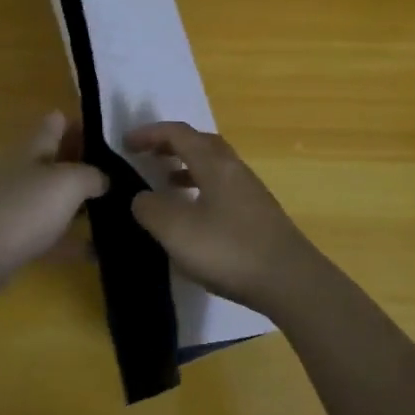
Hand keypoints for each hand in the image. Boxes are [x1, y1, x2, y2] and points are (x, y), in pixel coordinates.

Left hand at [0, 112, 106, 303]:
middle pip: (57, 160)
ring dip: (80, 203)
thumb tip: (104, 178)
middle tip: (124, 173)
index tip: (113, 134)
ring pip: (54, 198)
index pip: (57, 123)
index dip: (82, 123)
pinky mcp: (13, 240)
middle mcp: (23, 172)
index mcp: (34, 148)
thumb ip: (92, 175)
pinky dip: (70, 241)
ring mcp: (16, 206)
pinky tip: (96, 252)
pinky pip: (49, 235)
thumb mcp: (69, 182)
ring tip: (117, 209)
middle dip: (87, 164)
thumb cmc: (25, 208)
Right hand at [125, 121, 324, 314]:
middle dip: (171, 144)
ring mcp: (250, 192)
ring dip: (187, 167)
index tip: (125, 143)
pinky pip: (222, 188)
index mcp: (214, 163)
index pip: (179, 133)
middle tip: (147, 156)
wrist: (289, 281)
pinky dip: (201, 189)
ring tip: (165, 183)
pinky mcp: (258, 215)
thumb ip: (151, 209)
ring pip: (213, 166)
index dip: (150, 133)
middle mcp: (234, 169)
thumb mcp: (177, 231)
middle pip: (200, 143)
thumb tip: (141, 197)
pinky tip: (193, 215)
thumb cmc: (229, 250)